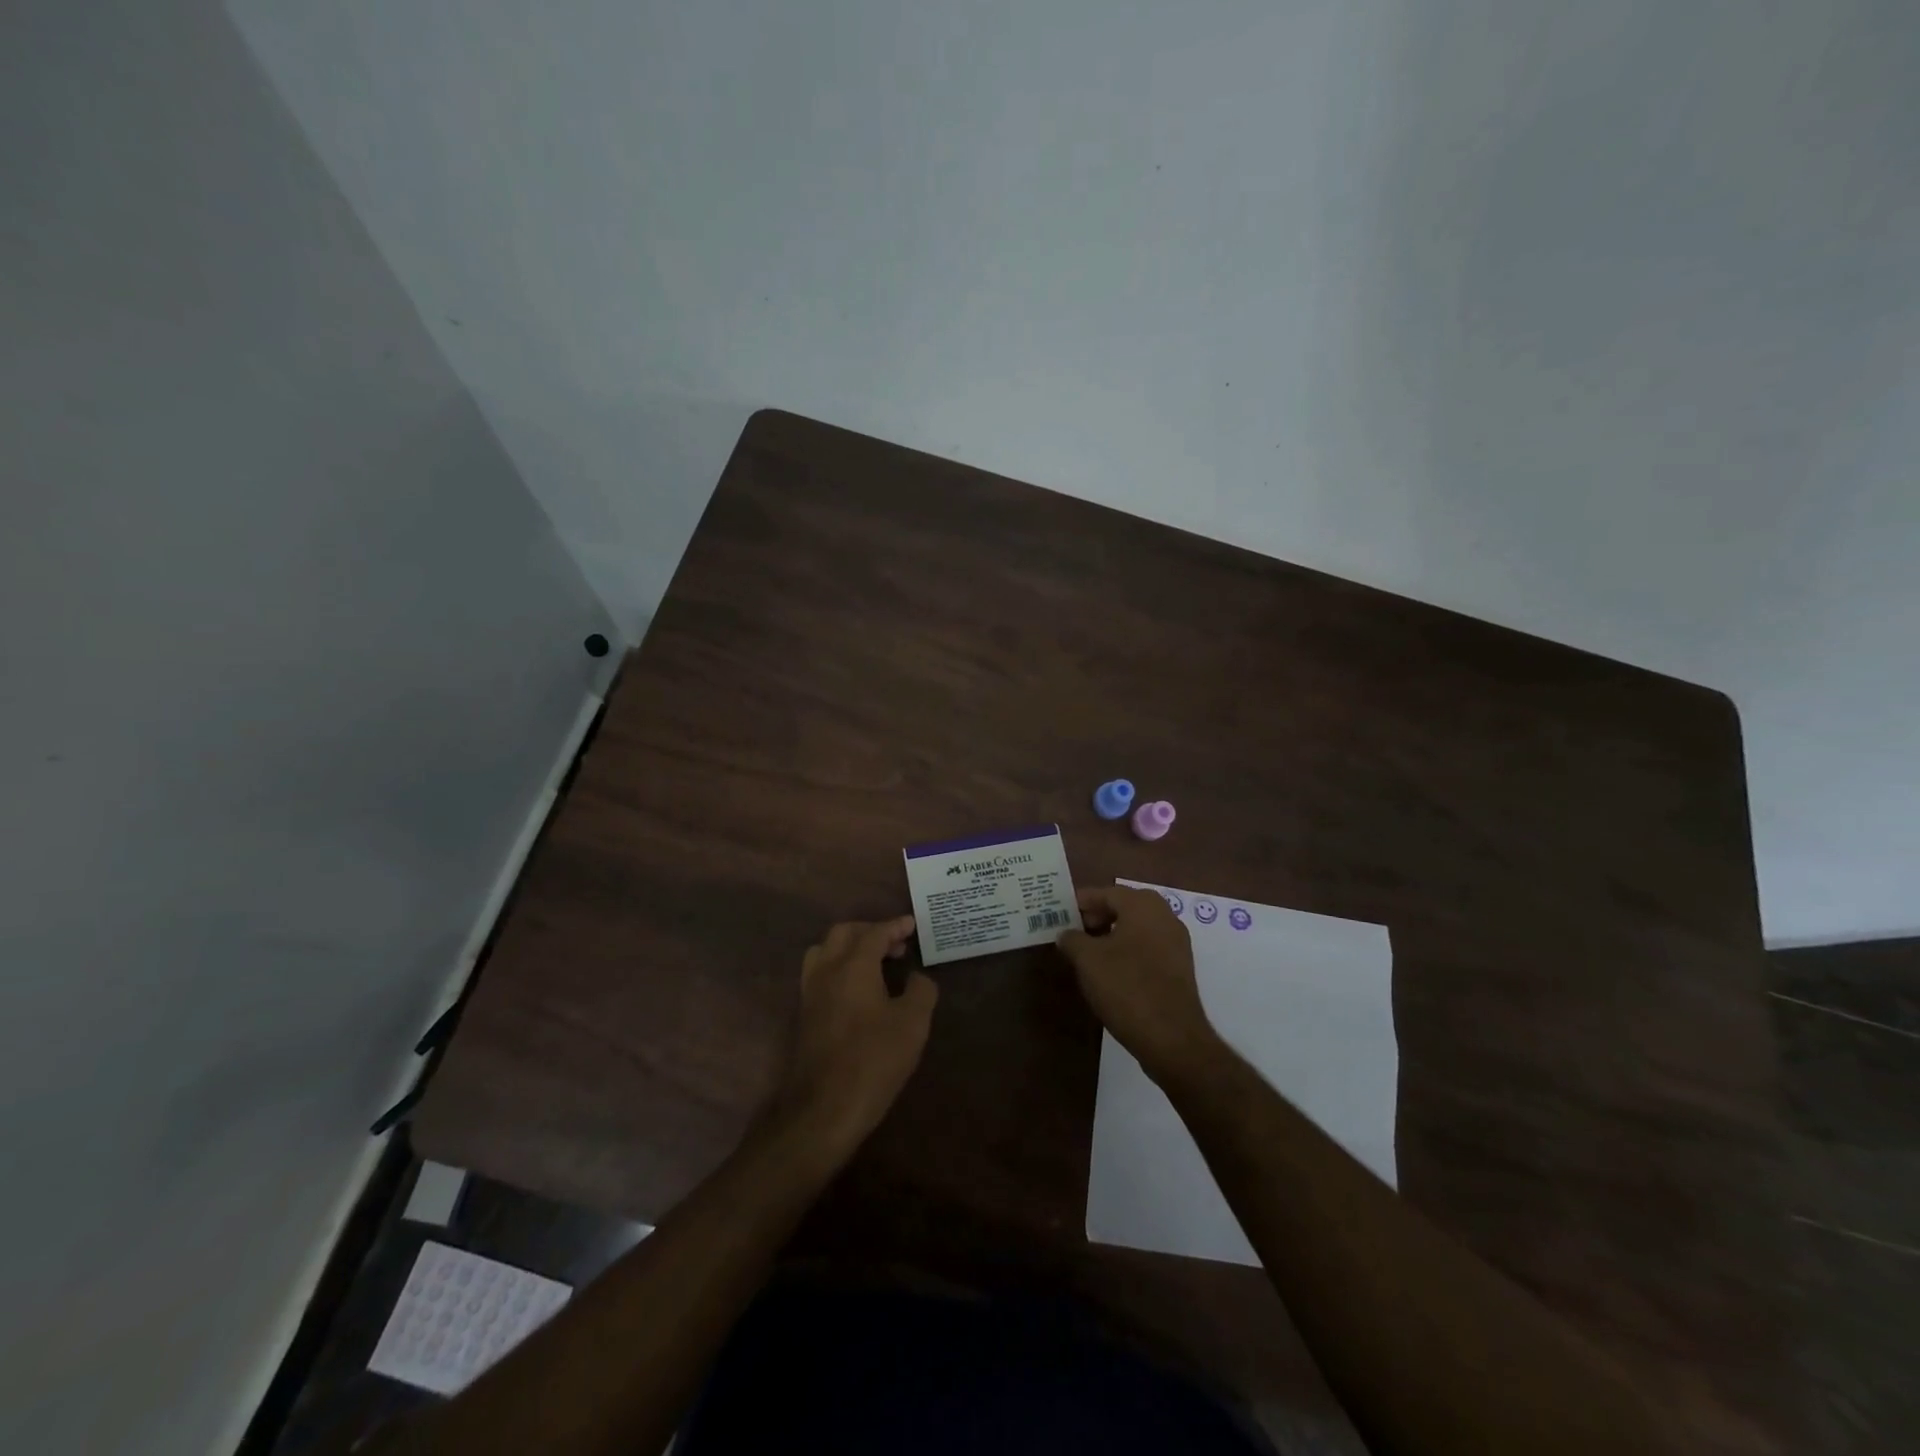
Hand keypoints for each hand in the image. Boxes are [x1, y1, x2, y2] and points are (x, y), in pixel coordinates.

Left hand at [771, 917, 938, 1158]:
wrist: (823, 1109)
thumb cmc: (873, 1060)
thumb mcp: (912, 1025)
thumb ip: (921, 991)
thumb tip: (917, 977)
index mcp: (852, 965)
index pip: (874, 932)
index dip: (895, 926)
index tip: (913, 924)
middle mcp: (826, 970)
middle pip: (843, 933)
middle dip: (870, 931)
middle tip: (896, 944)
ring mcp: (810, 993)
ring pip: (825, 951)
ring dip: (850, 947)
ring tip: (875, 963)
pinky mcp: (804, 1015)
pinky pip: (819, 973)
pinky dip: (839, 967)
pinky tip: (858, 989)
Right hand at [1057, 886, 1220, 1083]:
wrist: (1172, 1037)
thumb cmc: (1126, 987)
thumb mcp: (1087, 961)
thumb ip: (1072, 940)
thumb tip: (1066, 934)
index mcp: (1143, 906)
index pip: (1106, 892)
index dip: (1081, 901)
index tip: (1061, 912)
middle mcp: (1165, 916)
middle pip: (1124, 907)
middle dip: (1098, 916)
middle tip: (1074, 930)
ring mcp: (1176, 943)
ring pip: (1137, 928)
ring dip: (1112, 934)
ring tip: (1088, 952)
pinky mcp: (1180, 968)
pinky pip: (1148, 947)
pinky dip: (1128, 950)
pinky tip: (1111, 970)